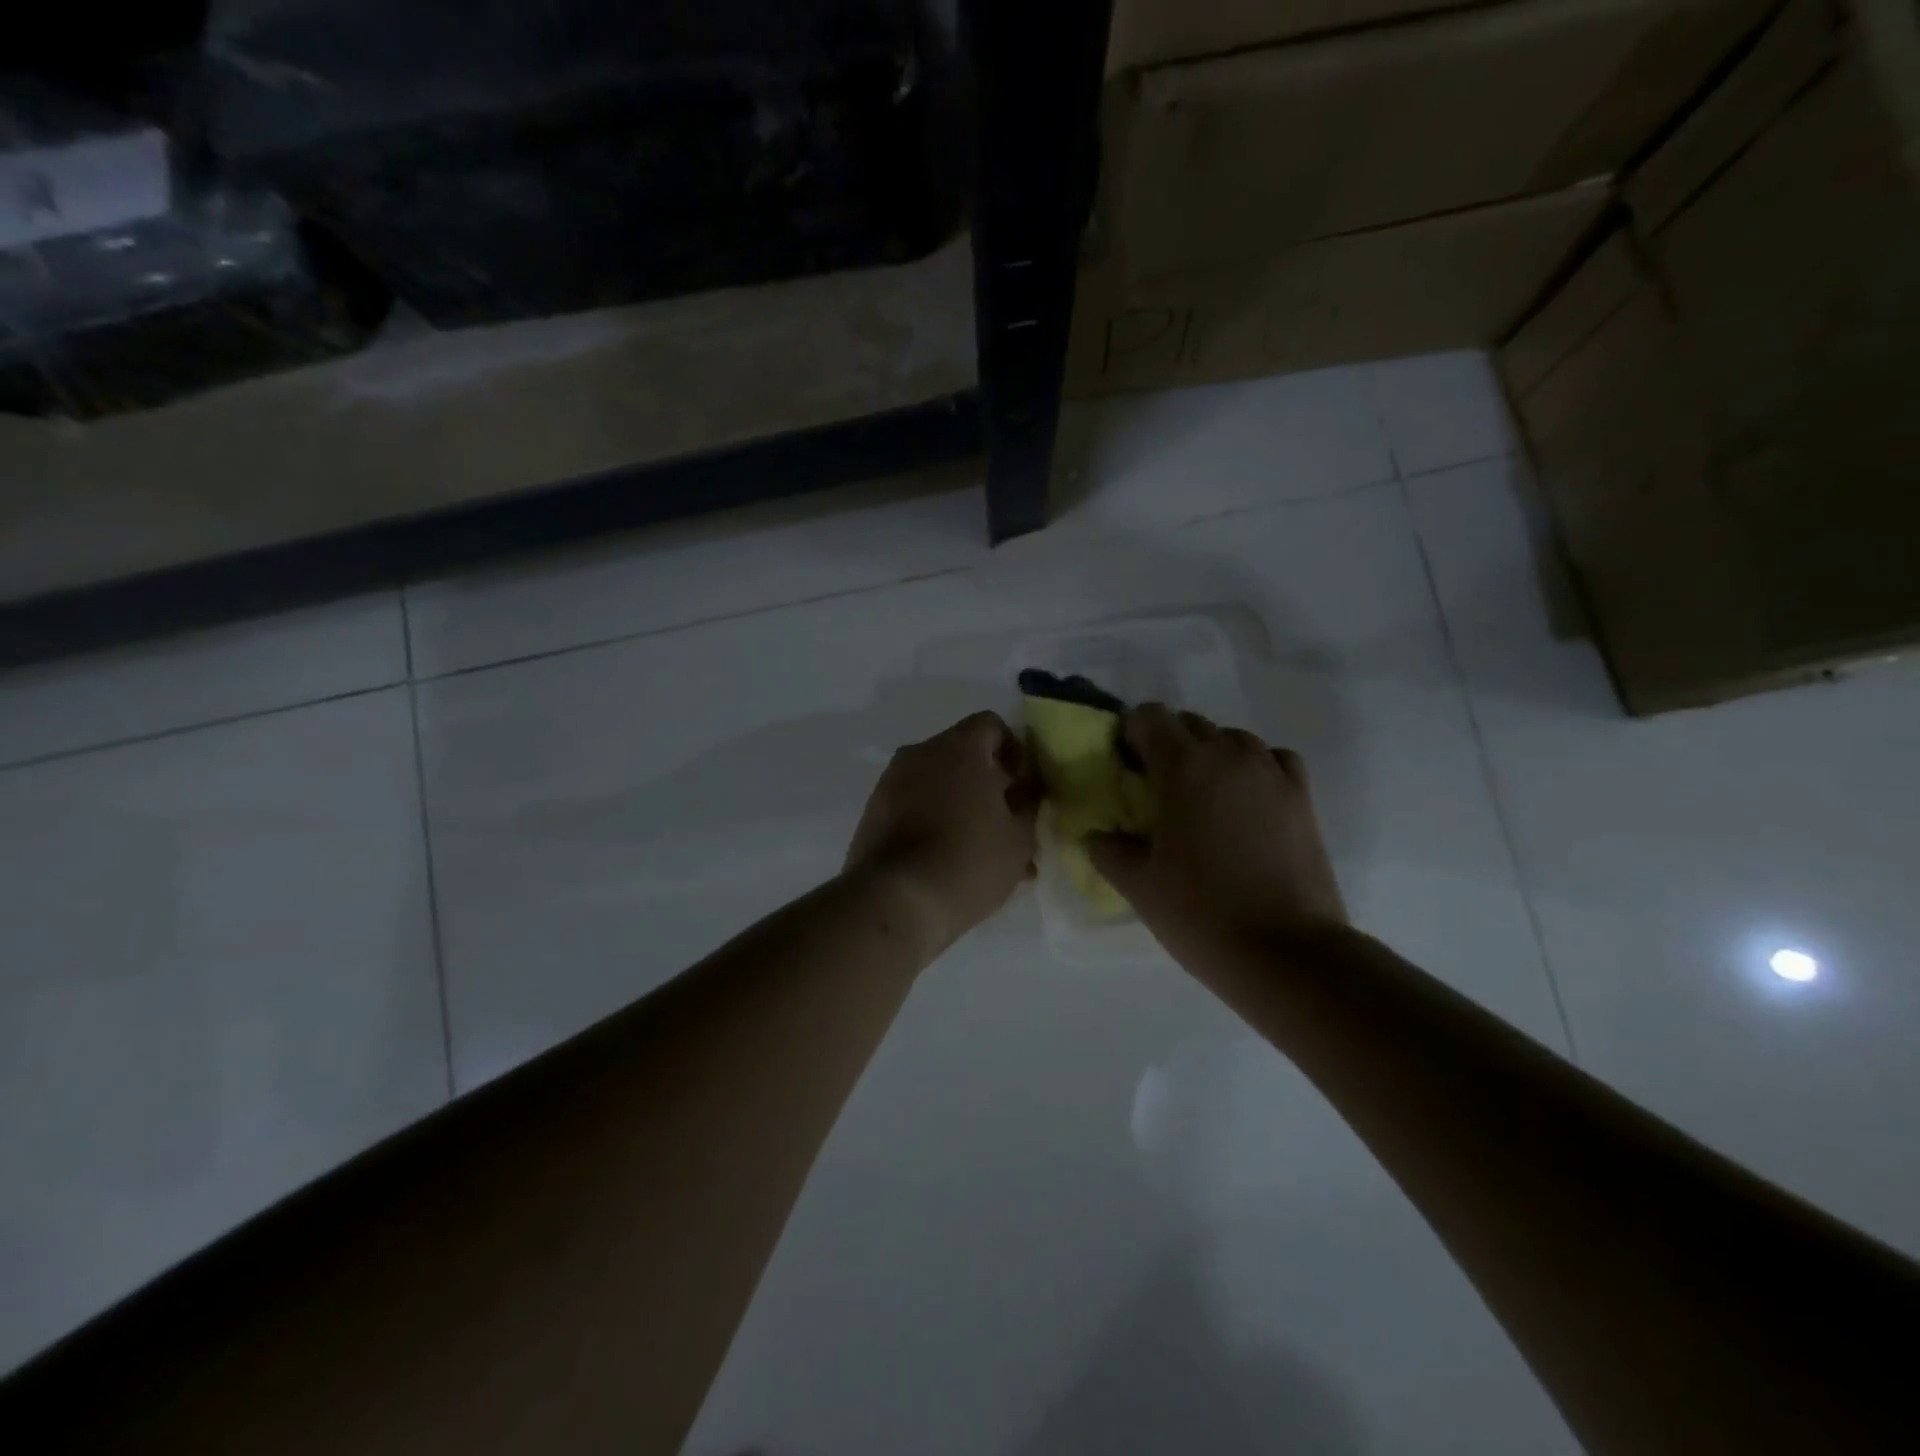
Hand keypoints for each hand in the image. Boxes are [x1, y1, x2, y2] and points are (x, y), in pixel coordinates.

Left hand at [846, 712, 1038, 952]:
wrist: (895, 900)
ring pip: (938, 785)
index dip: (1014, 751)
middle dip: (988, 785)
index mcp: (958, 747)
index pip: (991, 725)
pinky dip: (934, 823)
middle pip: (962, 756)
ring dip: (962, 808)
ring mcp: (890, 783)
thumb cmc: (969, 860)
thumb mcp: (1019, 837)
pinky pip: (914, 807)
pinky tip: (952, 864)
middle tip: (1007, 824)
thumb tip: (1022, 792)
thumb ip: (1027, 804)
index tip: (1022, 789)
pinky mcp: (872, 813)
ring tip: (983, 855)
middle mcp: (919, 753)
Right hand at [1089, 704, 1346, 959]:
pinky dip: (1255, 767)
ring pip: (1233, 739)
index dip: (1131, 733)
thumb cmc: (1201, 913)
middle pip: (1190, 724)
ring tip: (1202, 798)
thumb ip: (1107, 849)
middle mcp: (1229, 755)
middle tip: (1156, 788)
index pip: (1150, 716)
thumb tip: (1097, 834)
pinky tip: (1246, 800)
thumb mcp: (1137, 885)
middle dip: (1168, 744)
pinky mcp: (1302, 797)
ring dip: (1211, 755)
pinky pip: (1273, 759)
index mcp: (1183, 767)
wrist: (1286, 952)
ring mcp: (1271, 773)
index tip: (1125, 766)